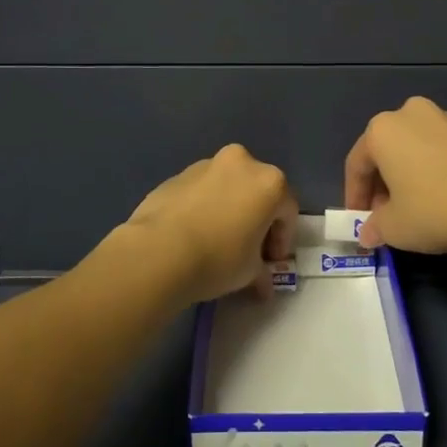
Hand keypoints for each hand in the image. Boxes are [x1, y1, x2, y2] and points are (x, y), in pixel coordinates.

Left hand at [126, 144, 298, 303]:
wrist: (158, 251)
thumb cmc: (218, 258)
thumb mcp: (249, 271)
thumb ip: (261, 271)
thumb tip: (262, 283)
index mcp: (269, 182)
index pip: (287, 211)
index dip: (282, 239)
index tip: (271, 262)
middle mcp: (241, 163)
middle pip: (258, 191)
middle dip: (257, 219)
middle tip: (249, 249)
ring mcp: (206, 165)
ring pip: (228, 187)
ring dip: (229, 209)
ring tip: (217, 240)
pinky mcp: (177, 175)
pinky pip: (201, 190)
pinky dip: (204, 206)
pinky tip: (193, 233)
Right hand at [344, 96, 446, 254]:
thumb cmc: (436, 209)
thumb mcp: (395, 227)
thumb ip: (375, 227)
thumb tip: (368, 233)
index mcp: (383, 129)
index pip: (357, 163)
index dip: (354, 195)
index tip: (358, 219)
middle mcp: (411, 114)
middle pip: (387, 150)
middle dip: (383, 183)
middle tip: (387, 214)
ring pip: (417, 147)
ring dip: (411, 174)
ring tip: (418, 206)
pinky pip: (445, 150)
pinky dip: (439, 169)